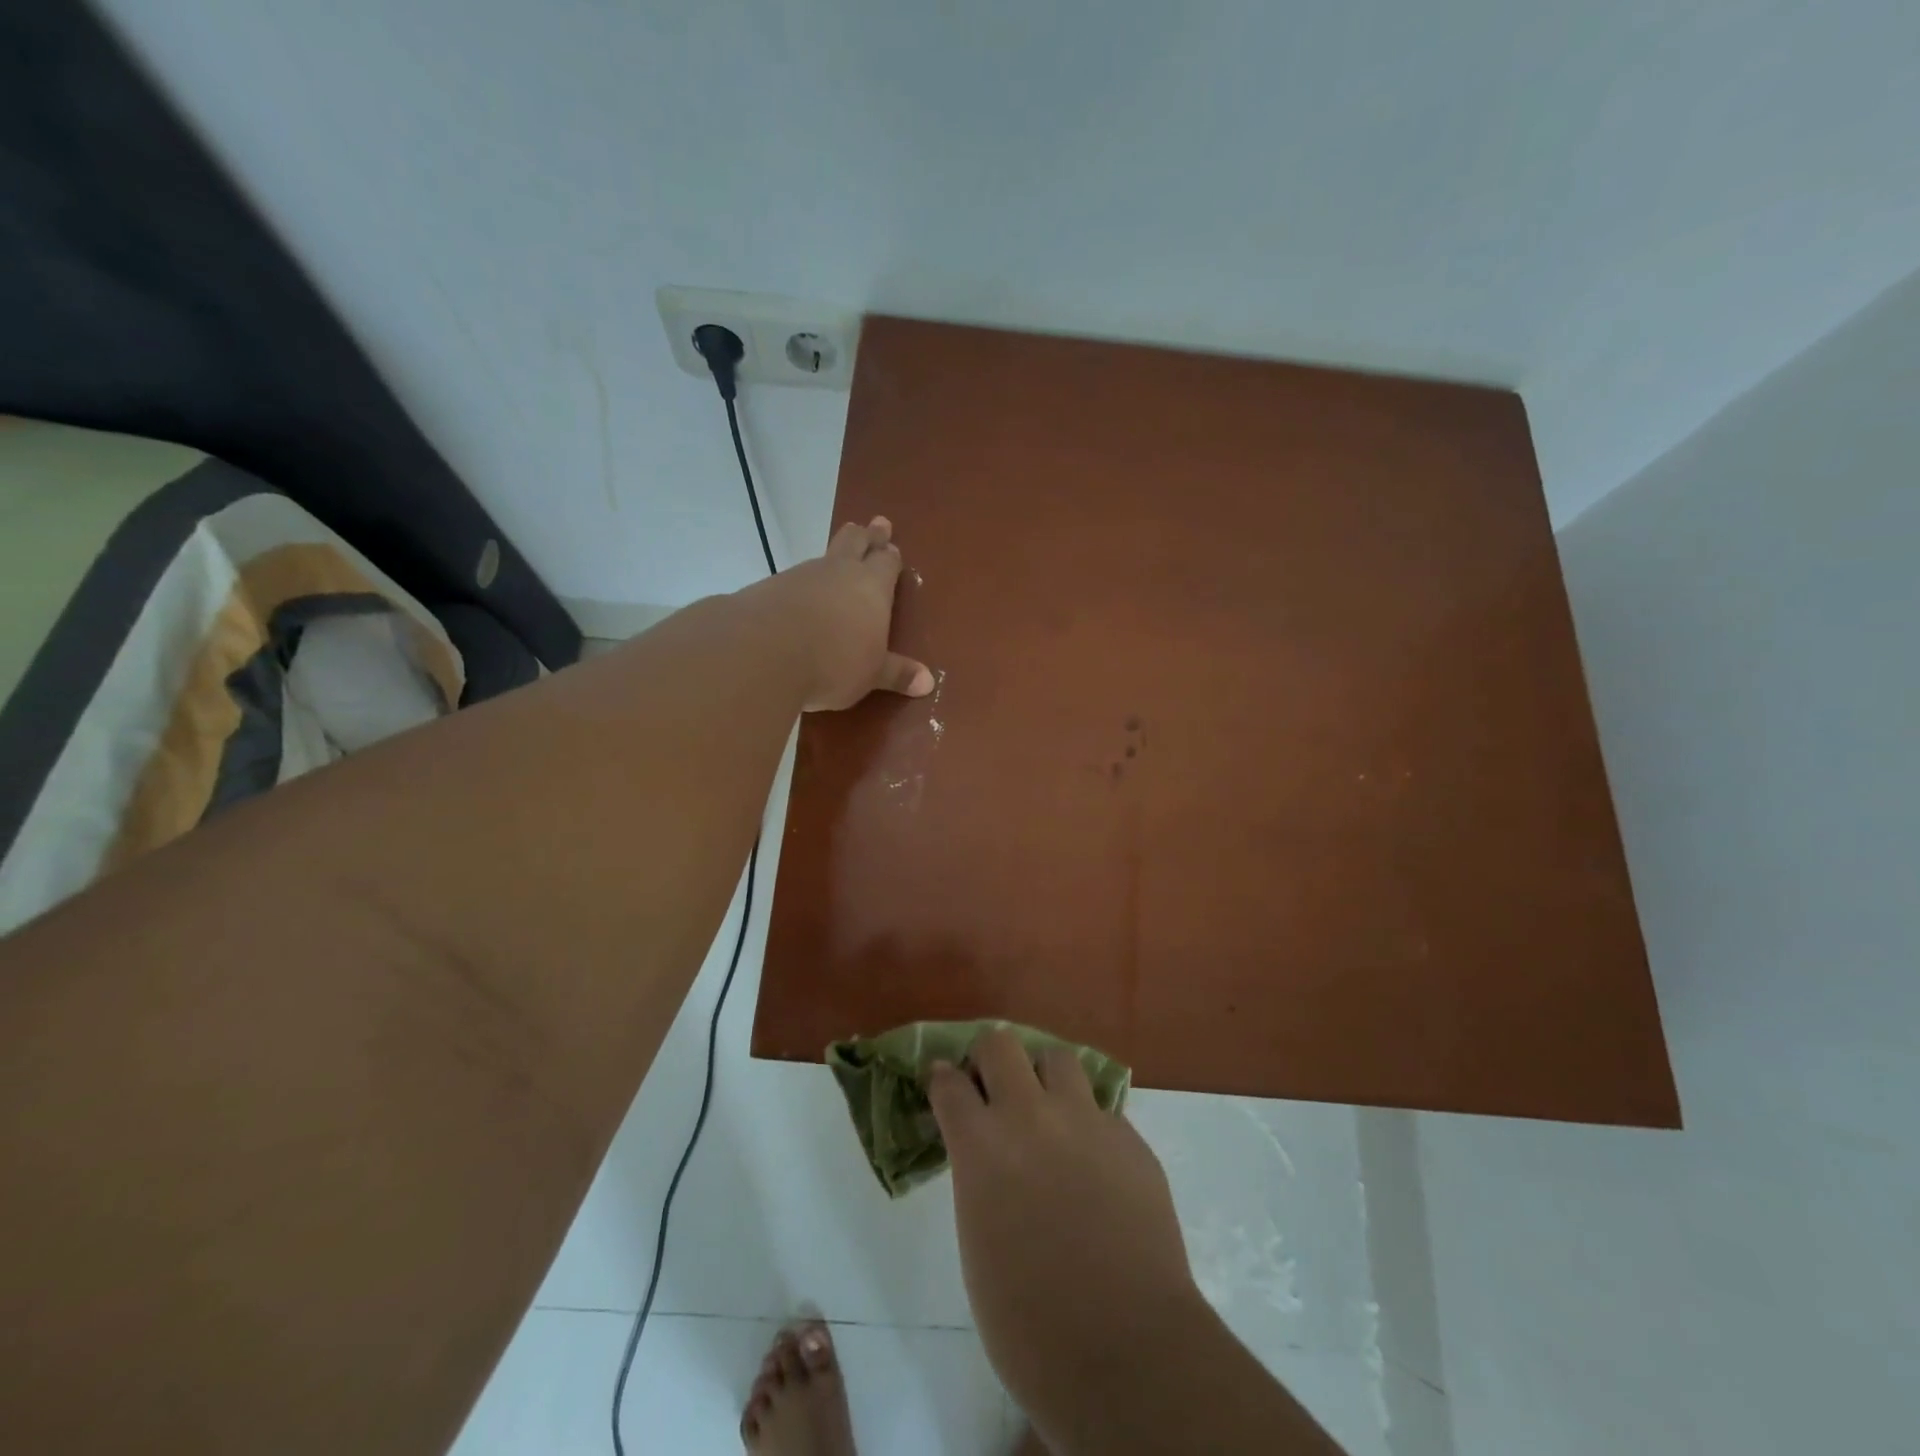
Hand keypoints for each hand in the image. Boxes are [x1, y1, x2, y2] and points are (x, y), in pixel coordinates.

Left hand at [757, 516, 933, 711]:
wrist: (764, 652)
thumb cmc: (834, 662)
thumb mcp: (871, 674)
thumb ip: (896, 673)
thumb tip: (928, 683)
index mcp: (872, 586)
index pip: (886, 562)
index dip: (890, 555)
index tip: (891, 546)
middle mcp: (838, 572)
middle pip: (855, 541)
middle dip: (866, 534)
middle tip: (875, 524)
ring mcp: (801, 576)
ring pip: (823, 558)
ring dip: (832, 558)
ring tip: (836, 563)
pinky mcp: (769, 588)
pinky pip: (793, 579)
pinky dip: (802, 584)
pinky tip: (799, 597)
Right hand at [928, 1030, 1203, 1430]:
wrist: (1126, 1350)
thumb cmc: (1028, 1323)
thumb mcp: (977, 1242)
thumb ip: (979, 1179)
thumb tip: (990, 1160)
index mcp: (981, 1145)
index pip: (948, 1082)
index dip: (943, 1080)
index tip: (944, 1085)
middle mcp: (1030, 1115)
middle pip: (1000, 1044)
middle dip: (989, 1059)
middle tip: (993, 1089)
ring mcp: (1085, 1120)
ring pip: (1058, 1058)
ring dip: (1044, 1077)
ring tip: (1047, 1110)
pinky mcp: (1129, 1138)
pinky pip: (1101, 1109)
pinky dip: (1088, 1123)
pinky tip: (1092, 1160)